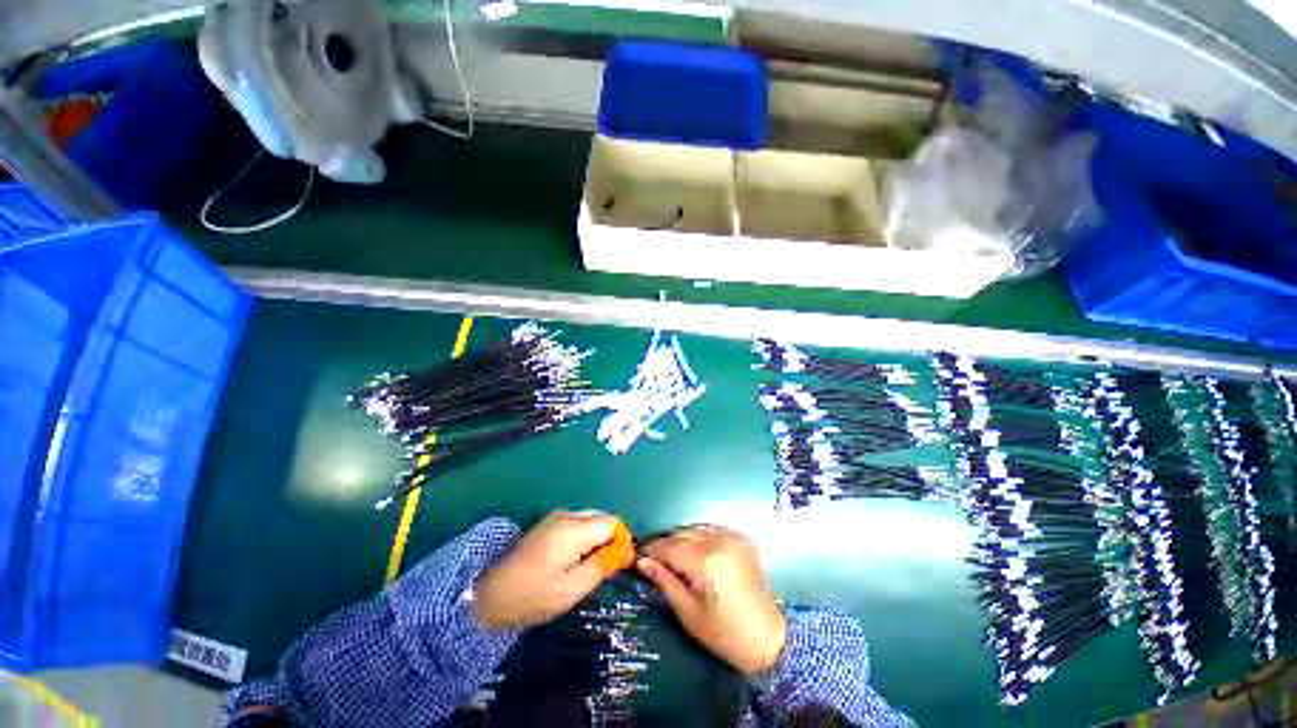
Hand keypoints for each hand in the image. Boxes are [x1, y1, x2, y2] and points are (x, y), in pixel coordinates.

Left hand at [473, 511, 619, 630]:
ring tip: (594, 565)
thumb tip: (625, 550)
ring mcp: (555, 518)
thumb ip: (601, 566)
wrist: (489, 595)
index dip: (622, 540)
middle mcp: (567, 516)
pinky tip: (577, 558)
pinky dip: (585, 536)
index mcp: (574, 528)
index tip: (622, 564)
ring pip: (589, 519)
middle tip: (609, 567)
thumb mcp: (572, 588)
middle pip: (601, 518)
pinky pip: (577, 523)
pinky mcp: (547, 525)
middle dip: (611, 538)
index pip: (612, 522)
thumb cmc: (533, 595)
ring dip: (598, 537)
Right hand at [637, 525, 786, 675]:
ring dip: (683, 538)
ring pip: (696, 528)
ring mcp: (732, 537)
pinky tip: (697, 552)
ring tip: (674, 555)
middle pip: (681, 533)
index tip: (639, 555)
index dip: (651, 549)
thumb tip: (642, 561)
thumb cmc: (723, 633)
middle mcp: (718, 541)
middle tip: (654, 558)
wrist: (767, 639)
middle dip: (666, 543)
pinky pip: (713, 530)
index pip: (668, 546)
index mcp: (703, 560)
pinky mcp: (742, 540)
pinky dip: (701, 536)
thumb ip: (664, 581)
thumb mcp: (688, 612)